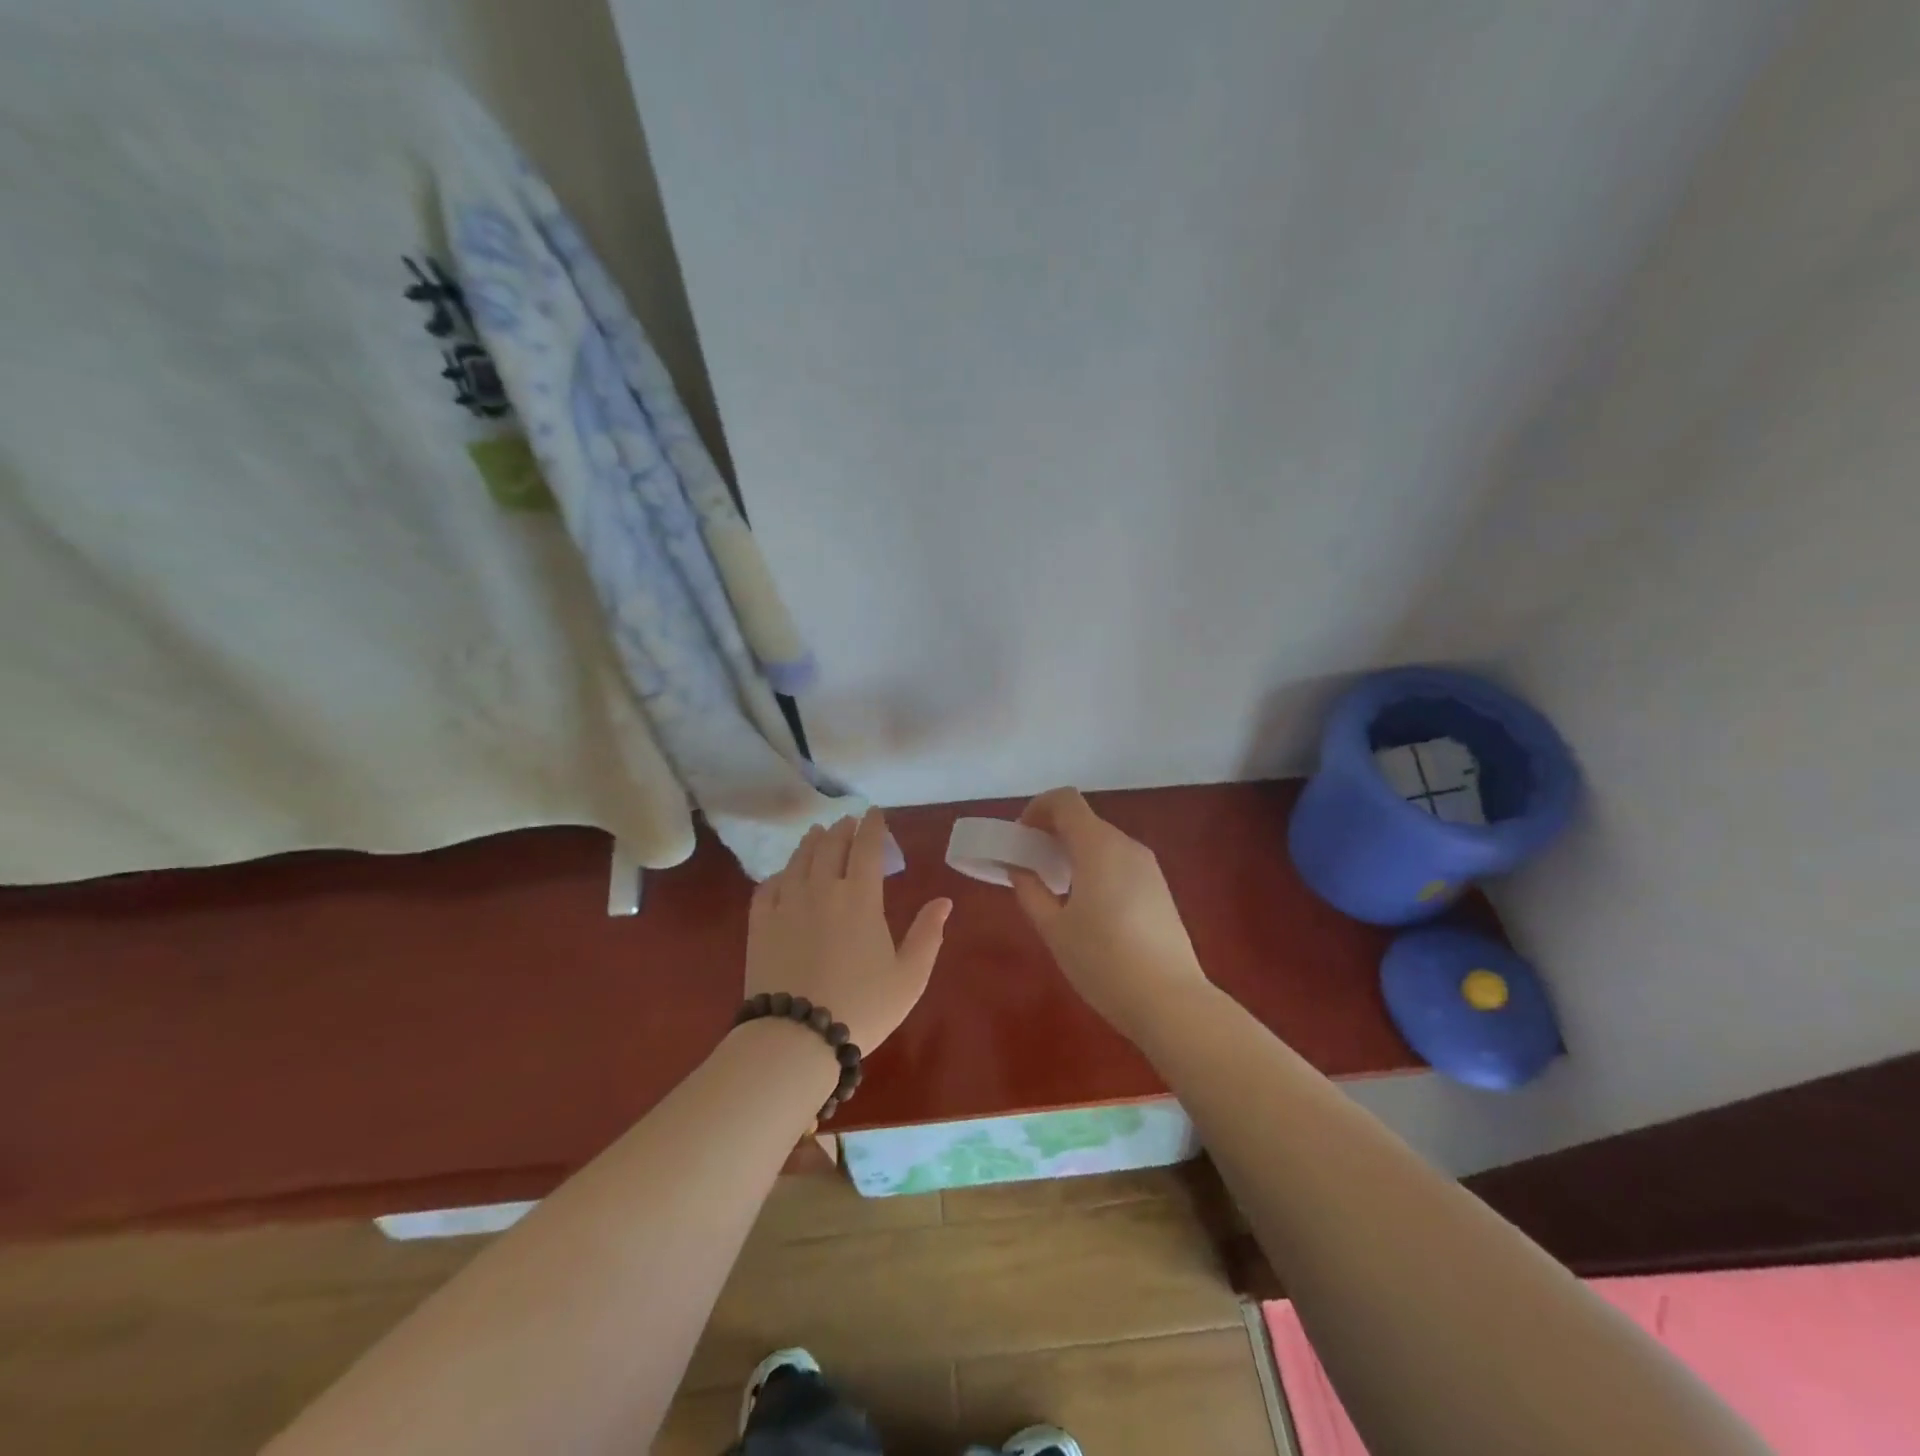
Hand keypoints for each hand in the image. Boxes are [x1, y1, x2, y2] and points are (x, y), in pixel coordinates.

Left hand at [745, 808, 950, 1052]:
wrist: (796, 1037)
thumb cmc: (862, 1007)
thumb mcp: (909, 976)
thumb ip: (927, 935)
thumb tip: (944, 901)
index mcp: (860, 898)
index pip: (867, 848)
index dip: (873, 826)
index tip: (875, 812)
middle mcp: (822, 889)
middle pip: (830, 846)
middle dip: (842, 829)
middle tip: (847, 821)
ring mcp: (786, 904)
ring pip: (798, 860)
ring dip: (811, 843)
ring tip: (817, 834)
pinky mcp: (760, 924)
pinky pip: (767, 887)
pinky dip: (779, 874)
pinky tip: (783, 875)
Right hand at [1009, 788, 1210, 1037]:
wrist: (1170, 1001)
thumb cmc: (1103, 962)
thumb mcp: (1054, 929)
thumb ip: (1030, 889)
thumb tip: (1018, 866)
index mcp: (1098, 846)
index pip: (1065, 800)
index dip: (1037, 808)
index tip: (1021, 837)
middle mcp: (1126, 845)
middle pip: (1084, 819)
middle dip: (1052, 833)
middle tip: (1030, 866)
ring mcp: (1148, 866)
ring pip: (1102, 841)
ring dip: (1074, 851)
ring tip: (1055, 889)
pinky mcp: (1159, 887)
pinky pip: (1119, 861)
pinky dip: (1096, 866)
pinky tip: (1087, 906)